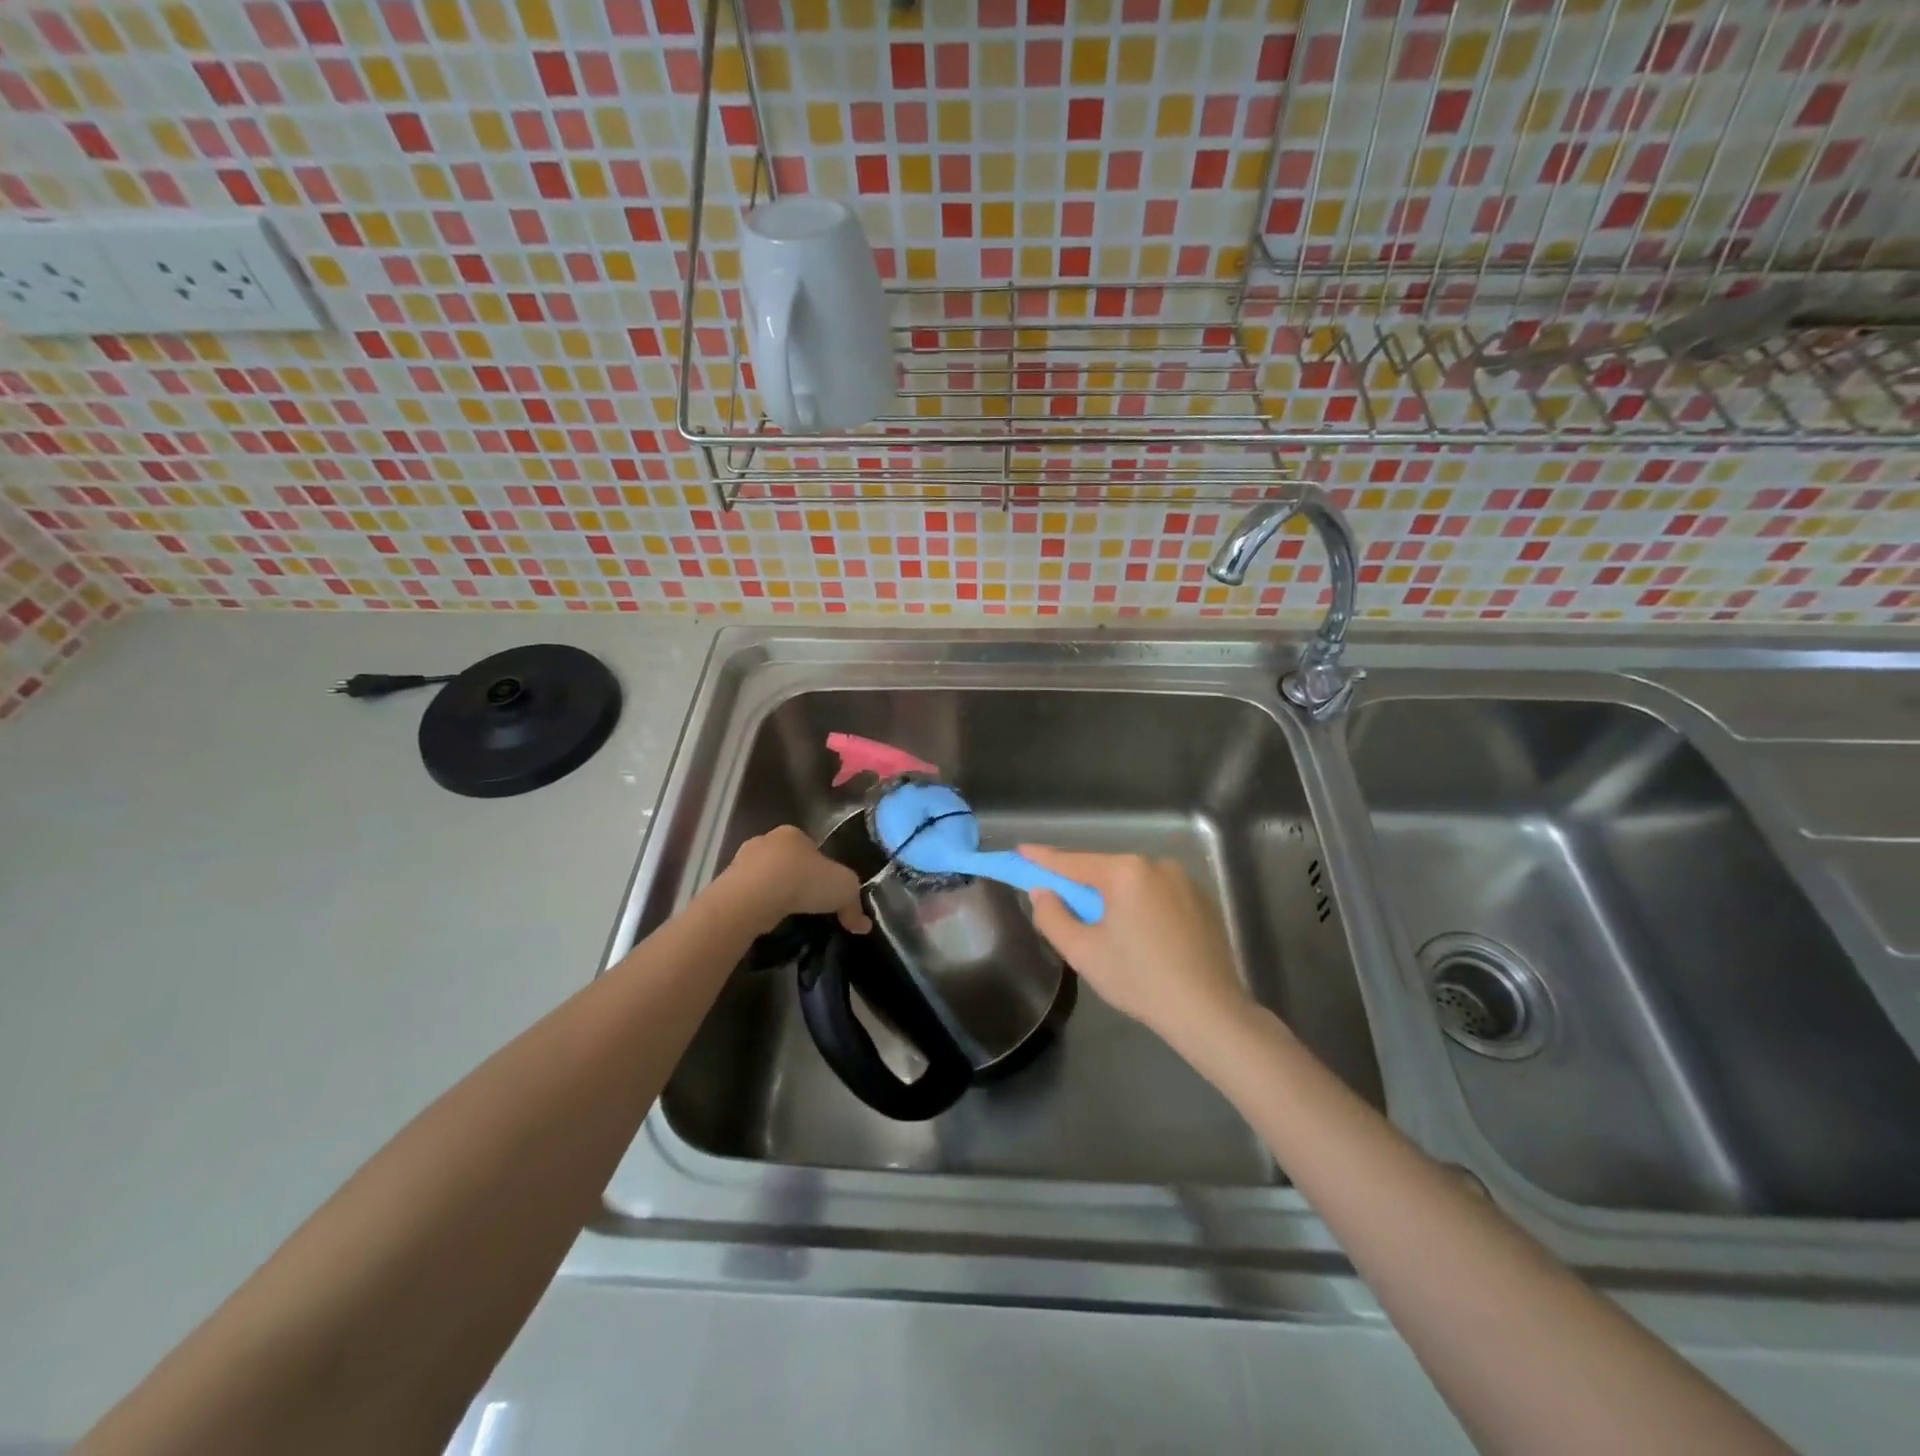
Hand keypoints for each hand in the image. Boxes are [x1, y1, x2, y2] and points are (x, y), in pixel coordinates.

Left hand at [720, 825, 870, 933]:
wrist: (753, 897)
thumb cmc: (803, 880)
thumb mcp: (845, 889)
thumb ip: (854, 905)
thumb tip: (863, 925)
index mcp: (793, 834)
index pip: (811, 848)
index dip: (820, 869)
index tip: (825, 891)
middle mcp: (766, 841)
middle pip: (786, 861)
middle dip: (795, 879)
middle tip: (806, 904)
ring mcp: (741, 861)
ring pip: (764, 877)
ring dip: (774, 893)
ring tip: (786, 916)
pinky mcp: (726, 884)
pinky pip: (748, 895)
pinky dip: (758, 906)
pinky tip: (766, 921)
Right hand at [1020, 846, 1252, 1049]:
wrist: (1208, 1011)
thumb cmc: (1139, 980)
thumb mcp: (1083, 952)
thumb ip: (1053, 916)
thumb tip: (1042, 892)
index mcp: (1125, 872)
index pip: (1073, 862)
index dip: (1043, 858)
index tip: (1021, 851)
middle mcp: (1156, 865)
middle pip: (1105, 871)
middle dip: (1082, 885)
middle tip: (1062, 904)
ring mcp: (1184, 881)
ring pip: (1133, 883)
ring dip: (1114, 897)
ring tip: (1106, 930)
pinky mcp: (1202, 900)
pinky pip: (1158, 894)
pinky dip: (1141, 906)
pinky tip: (1141, 936)